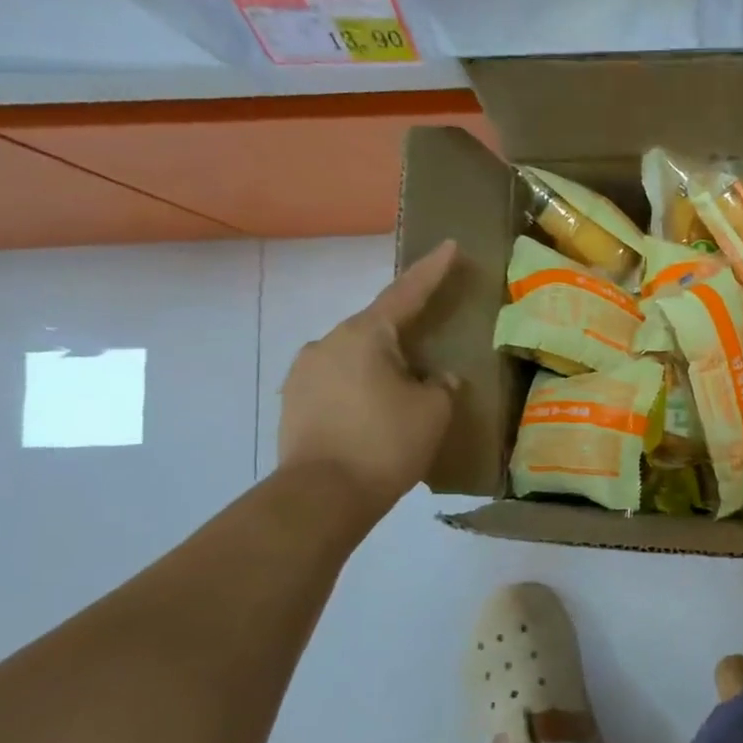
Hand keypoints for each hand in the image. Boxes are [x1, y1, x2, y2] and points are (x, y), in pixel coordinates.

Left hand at [278, 241, 462, 512]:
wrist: (321, 496)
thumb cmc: (386, 442)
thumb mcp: (433, 410)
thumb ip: (441, 385)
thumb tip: (436, 378)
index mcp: (365, 335)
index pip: (406, 293)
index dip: (432, 271)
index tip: (449, 246)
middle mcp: (327, 344)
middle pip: (376, 329)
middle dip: (405, 336)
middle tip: (431, 351)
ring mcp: (304, 373)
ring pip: (355, 359)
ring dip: (381, 368)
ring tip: (403, 395)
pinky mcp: (293, 403)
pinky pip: (338, 384)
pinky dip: (361, 391)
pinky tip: (376, 415)